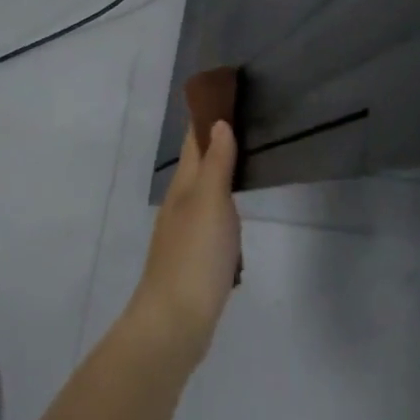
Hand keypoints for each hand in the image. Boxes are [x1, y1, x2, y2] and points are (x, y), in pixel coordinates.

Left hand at [131, 118, 240, 368]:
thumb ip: (217, 163)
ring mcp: (184, 233)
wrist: (173, 324)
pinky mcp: (194, 259)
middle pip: (198, 164)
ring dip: (220, 175)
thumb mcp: (211, 201)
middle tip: (244, 121)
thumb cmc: (195, 255)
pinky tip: (236, 217)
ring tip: (245, 162)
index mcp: (184, 185)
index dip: (206, 117)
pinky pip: (211, 222)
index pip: (194, 140)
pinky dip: (223, 210)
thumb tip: (218, 123)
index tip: (224, 94)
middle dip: (216, 142)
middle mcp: (180, 204)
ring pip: (204, 193)